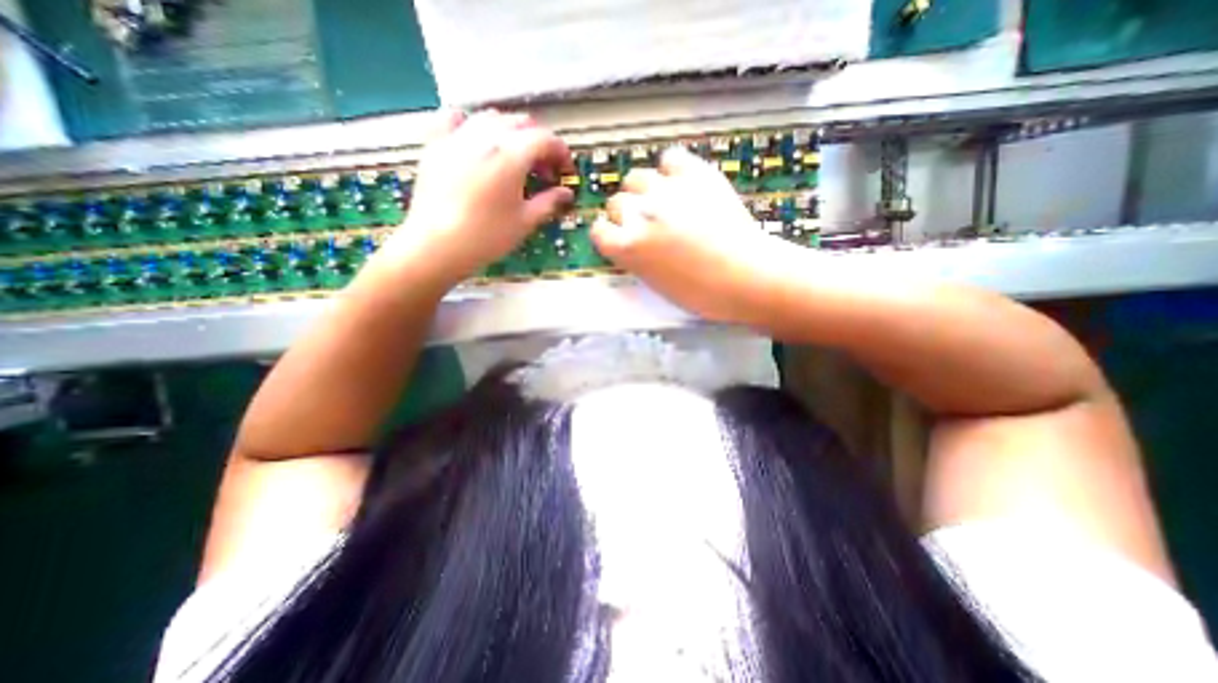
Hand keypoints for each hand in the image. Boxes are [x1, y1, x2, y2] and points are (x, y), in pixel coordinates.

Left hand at [385, 108, 577, 284]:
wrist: (436, 246)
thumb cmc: (486, 237)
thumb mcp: (524, 222)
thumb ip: (549, 202)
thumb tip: (567, 193)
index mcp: (510, 156)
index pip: (545, 139)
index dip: (561, 153)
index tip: (566, 172)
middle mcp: (485, 137)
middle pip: (521, 123)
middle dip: (539, 143)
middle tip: (543, 170)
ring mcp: (457, 137)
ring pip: (491, 117)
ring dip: (511, 132)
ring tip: (515, 158)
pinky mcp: (436, 145)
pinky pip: (455, 119)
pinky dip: (472, 124)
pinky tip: (476, 141)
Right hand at [592, 144, 779, 320]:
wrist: (747, 277)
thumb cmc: (701, 294)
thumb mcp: (655, 283)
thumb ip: (636, 257)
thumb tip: (633, 241)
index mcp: (626, 248)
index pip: (599, 230)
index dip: (611, 234)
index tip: (622, 238)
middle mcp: (639, 214)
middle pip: (616, 203)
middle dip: (627, 214)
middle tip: (648, 225)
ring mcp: (666, 190)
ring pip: (636, 178)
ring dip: (644, 191)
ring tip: (663, 202)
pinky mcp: (695, 174)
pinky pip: (670, 158)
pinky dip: (672, 170)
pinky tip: (682, 184)